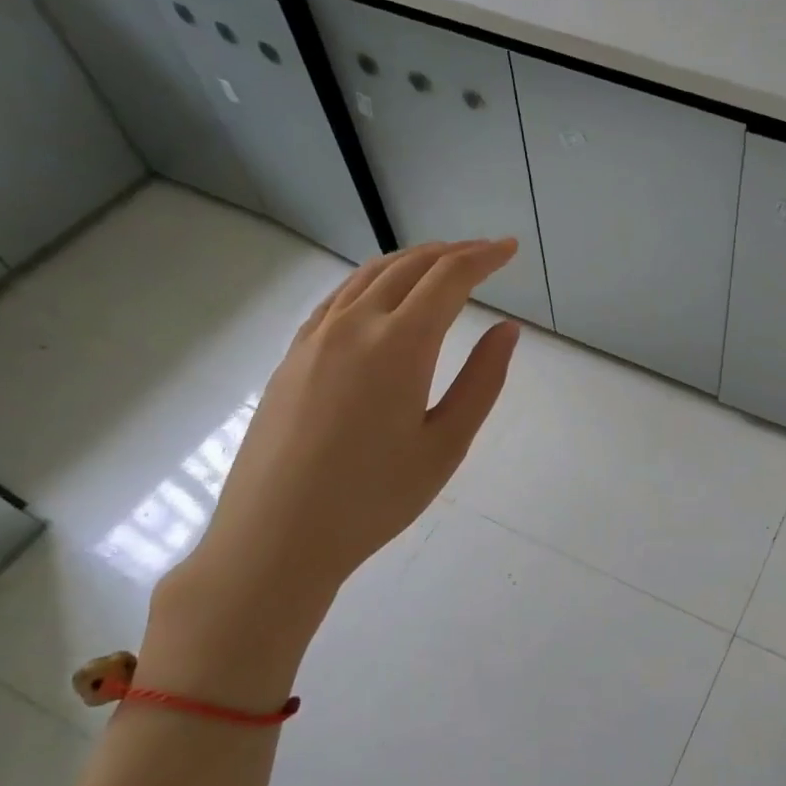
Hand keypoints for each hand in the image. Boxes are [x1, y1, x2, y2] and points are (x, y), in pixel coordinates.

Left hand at [139, 239, 520, 706]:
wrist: (275, 537)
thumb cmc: (374, 498)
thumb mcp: (446, 445)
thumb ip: (482, 381)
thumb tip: (507, 330)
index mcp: (399, 345)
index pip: (449, 278)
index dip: (484, 257)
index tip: (509, 248)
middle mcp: (354, 325)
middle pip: (409, 267)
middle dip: (452, 252)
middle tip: (485, 253)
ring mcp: (315, 338)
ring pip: (369, 275)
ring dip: (412, 261)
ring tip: (441, 264)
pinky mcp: (292, 356)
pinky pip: (338, 297)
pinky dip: (372, 281)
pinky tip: (382, 296)